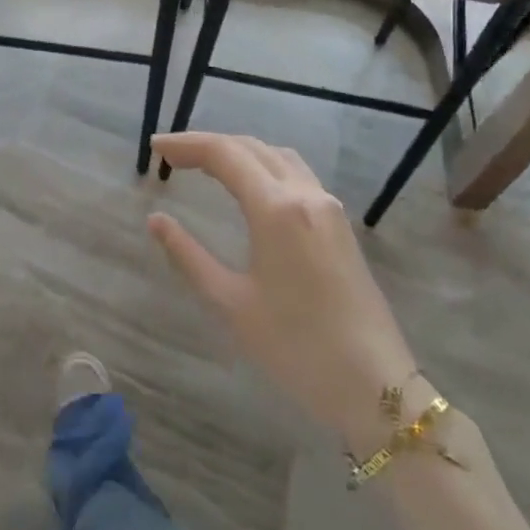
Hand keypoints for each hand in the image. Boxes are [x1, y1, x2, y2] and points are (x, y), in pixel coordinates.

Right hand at [149, 132, 417, 447]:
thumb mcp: (230, 302)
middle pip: (251, 148)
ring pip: (278, 156)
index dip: (186, 145)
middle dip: (207, 144)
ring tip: (205, 164)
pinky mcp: (340, 225)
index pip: (224, 154)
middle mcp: (306, 195)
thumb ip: (188, 255)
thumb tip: (156, 221)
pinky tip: (249, 185)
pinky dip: (263, 166)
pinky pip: (296, 174)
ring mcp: (329, 208)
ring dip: (239, 151)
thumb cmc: (295, 346)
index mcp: (276, 209)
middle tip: (171, 155)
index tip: (154, 147)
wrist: (374, 385)